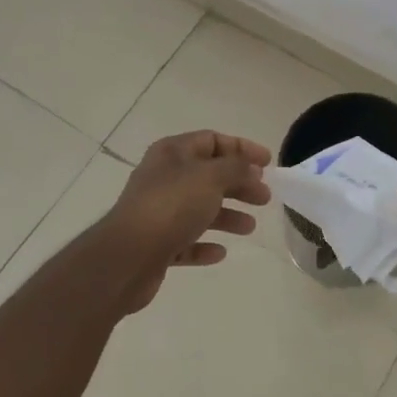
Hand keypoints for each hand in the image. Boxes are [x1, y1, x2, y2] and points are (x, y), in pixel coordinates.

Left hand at [103, 131, 271, 307]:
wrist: (128, 256)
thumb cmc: (172, 206)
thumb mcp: (211, 177)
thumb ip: (237, 169)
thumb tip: (251, 170)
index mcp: (173, 153)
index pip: (212, 140)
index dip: (242, 148)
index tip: (268, 163)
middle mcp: (164, 178)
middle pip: (209, 175)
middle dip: (239, 184)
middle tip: (265, 198)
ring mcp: (158, 212)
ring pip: (199, 209)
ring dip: (227, 216)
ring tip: (249, 227)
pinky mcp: (156, 244)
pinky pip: (186, 240)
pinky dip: (204, 244)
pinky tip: (220, 252)